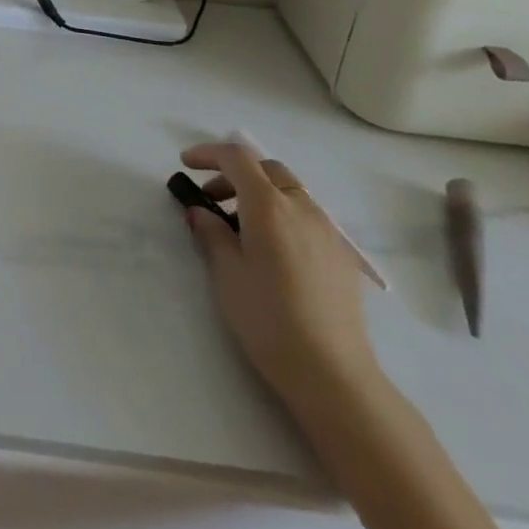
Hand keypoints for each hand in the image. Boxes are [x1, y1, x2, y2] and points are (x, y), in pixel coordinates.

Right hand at [180, 143, 380, 404]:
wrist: (334, 375)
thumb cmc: (268, 319)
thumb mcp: (226, 273)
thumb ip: (211, 233)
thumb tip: (202, 212)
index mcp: (268, 205)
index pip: (236, 157)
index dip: (208, 153)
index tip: (186, 164)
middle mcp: (302, 207)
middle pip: (267, 168)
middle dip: (236, 173)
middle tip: (212, 198)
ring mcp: (328, 231)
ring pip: (290, 191)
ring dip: (261, 193)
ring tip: (241, 228)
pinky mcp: (342, 256)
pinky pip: (307, 216)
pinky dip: (283, 214)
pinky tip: (273, 252)